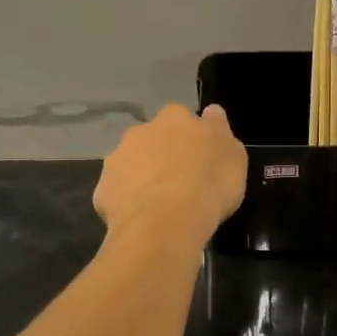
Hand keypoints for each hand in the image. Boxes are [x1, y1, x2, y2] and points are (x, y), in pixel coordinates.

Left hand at [94, 104, 246, 243]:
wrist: (165, 222)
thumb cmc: (208, 184)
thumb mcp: (234, 155)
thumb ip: (219, 130)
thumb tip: (211, 113)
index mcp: (174, 118)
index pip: (181, 117)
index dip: (189, 136)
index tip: (199, 156)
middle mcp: (141, 131)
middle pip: (152, 138)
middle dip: (161, 154)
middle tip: (180, 180)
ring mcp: (117, 159)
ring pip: (131, 164)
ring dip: (142, 176)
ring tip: (160, 204)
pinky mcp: (103, 190)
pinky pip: (118, 192)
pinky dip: (128, 202)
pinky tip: (142, 219)